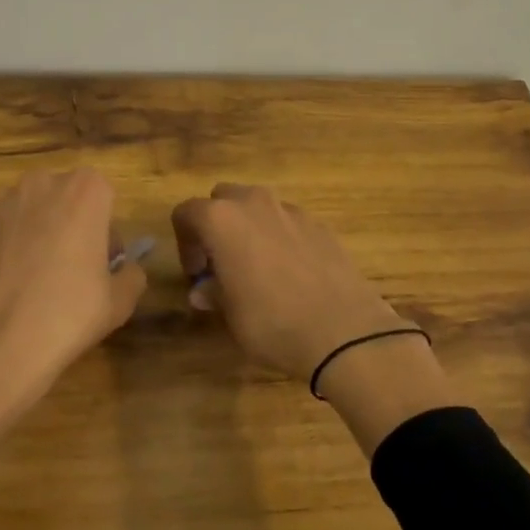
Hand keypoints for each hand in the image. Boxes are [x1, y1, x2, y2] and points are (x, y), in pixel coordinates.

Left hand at [0, 170, 145, 500]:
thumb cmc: (63, 323)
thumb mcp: (115, 304)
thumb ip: (129, 275)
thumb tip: (123, 267)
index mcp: (85, 193)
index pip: (103, 195)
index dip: (102, 231)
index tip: (96, 267)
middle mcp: (40, 184)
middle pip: (64, 199)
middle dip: (69, 229)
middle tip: (65, 278)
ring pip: (27, 212)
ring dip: (34, 237)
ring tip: (27, 287)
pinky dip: (0, 248)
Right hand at [170, 183, 408, 380]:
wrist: (344, 331)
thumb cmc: (273, 323)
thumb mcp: (232, 315)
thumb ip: (213, 293)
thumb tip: (203, 290)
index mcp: (222, 220)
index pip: (186, 213)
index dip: (185, 243)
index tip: (197, 273)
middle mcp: (254, 203)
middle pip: (223, 198)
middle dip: (216, 224)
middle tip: (222, 262)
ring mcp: (292, 210)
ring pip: (258, 205)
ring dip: (250, 227)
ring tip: (258, 266)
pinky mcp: (321, 224)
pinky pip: (288, 221)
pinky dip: (281, 236)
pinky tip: (291, 272)